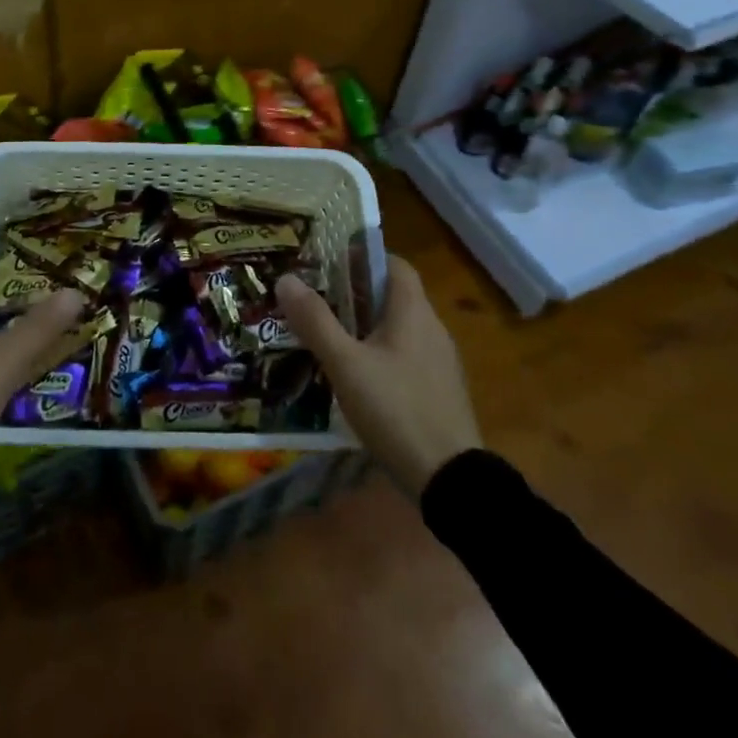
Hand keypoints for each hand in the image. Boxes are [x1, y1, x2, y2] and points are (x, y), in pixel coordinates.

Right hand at [276, 254, 480, 498]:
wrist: (451, 482)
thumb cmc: (396, 410)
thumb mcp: (345, 364)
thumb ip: (315, 321)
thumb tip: (285, 278)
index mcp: (413, 312)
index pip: (394, 264)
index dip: (364, 256)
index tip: (330, 261)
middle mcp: (432, 328)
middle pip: (393, 295)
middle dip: (356, 292)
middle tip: (317, 297)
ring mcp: (440, 362)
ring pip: (399, 327)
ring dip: (366, 324)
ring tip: (328, 334)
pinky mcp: (439, 391)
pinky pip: (406, 356)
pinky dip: (380, 353)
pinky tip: (355, 375)